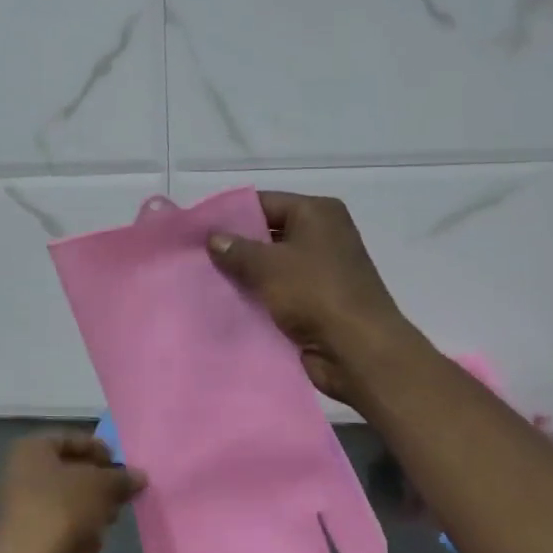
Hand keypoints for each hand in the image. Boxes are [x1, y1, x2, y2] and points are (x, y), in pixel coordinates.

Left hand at [0, 434, 146, 552]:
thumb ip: (122, 477)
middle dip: (100, 484)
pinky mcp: (33, 541)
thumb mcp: (101, 485)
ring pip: (71, 502)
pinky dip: (81, 534)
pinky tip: (91, 547)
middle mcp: (23, 475)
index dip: (99, 449)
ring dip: (94, 510)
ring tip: (109, 521)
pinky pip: (65, 528)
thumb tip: (139, 476)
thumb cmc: (63, 512)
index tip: (122, 466)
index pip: (71, 439)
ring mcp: (25, 510)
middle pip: (72, 472)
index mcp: (31, 451)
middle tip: (123, 495)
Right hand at [206, 191, 411, 403]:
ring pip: (271, 267)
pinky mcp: (316, 302)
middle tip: (195, 258)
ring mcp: (320, 271)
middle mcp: (322, 236)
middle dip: (234, 248)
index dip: (231, 215)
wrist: (357, 350)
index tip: (197, 230)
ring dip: (244, 277)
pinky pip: (278, 293)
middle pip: (268, 234)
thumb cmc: (316, 294)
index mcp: (317, 213)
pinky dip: (257, 298)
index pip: (265, 203)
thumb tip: (213, 237)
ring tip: (203, 282)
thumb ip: (236, 249)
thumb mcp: (269, 266)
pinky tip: (226, 306)